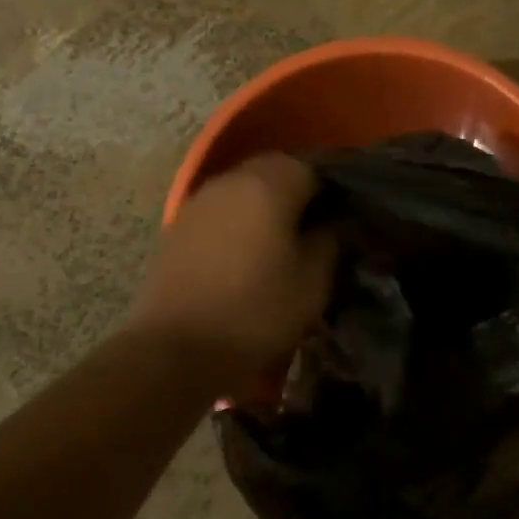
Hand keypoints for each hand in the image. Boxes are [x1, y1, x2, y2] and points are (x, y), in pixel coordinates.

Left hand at [129, 154, 336, 386]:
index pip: (313, 168)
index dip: (333, 191)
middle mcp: (231, 181)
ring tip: (280, 241)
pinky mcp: (178, 226)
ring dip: (264, 206)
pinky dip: (237, 222)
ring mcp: (199, 201)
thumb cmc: (255, 313)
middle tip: (314, 228)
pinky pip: (220, 210)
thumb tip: (334, 222)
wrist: (175, 350)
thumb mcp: (312, 283)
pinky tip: (244, 253)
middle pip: (275, 171)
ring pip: (244, 188)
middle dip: (298, 192)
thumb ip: (330, 241)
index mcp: (269, 186)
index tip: (343, 219)